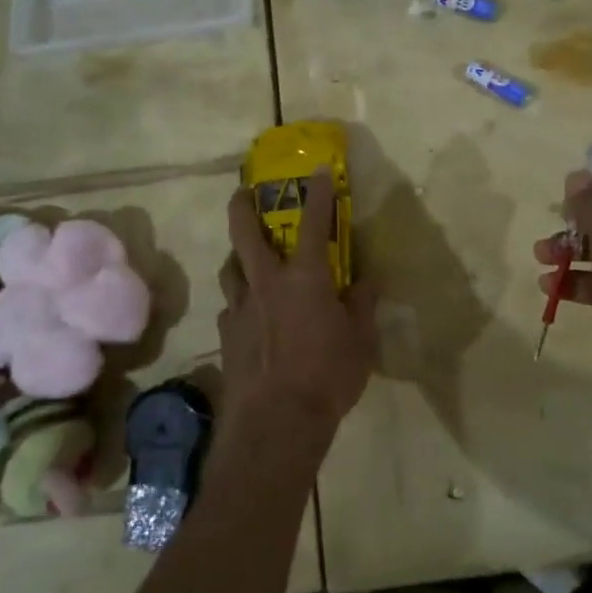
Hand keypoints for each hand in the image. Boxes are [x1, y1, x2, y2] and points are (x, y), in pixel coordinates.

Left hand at [220, 169, 376, 446]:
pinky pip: (229, 308)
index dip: (318, 194)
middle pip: (245, 233)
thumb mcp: (360, 341)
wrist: (277, 422)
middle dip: (242, 206)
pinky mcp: (225, 336)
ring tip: (245, 258)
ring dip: (237, 257)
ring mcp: (240, 309)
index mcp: (305, 278)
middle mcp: (266, 283)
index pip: (314, 223)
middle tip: (243, 193)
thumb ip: (361, 305)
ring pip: (230, 269)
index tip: (317, 170)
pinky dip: (239, 302)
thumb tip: (366, 282)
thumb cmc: (328, 376)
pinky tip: (247, 315)